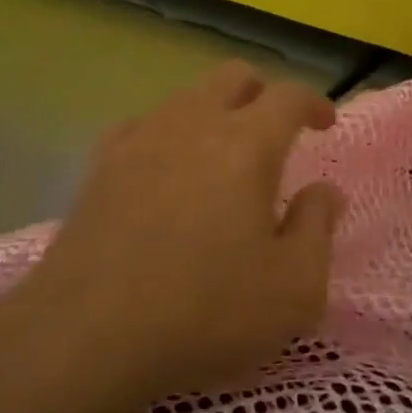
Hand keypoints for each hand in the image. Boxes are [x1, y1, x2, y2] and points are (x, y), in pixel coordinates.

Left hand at [24, 63, 344, 406]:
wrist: (86, 335)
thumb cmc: (204, 312)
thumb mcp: (293, 289)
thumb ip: (317, 229)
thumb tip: (324, 191)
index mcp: (245, 144)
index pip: (287, 96)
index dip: (312, 102)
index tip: (324, 124)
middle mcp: (191, 124)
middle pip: (232, 77)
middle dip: (262, 93)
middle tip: (276, 131)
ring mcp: (139, 139)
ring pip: (186, 98)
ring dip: (215, 112)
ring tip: (224, 159)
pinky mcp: (100, 165)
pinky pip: (145, 126)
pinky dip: (170, 135)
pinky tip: (168, 173)